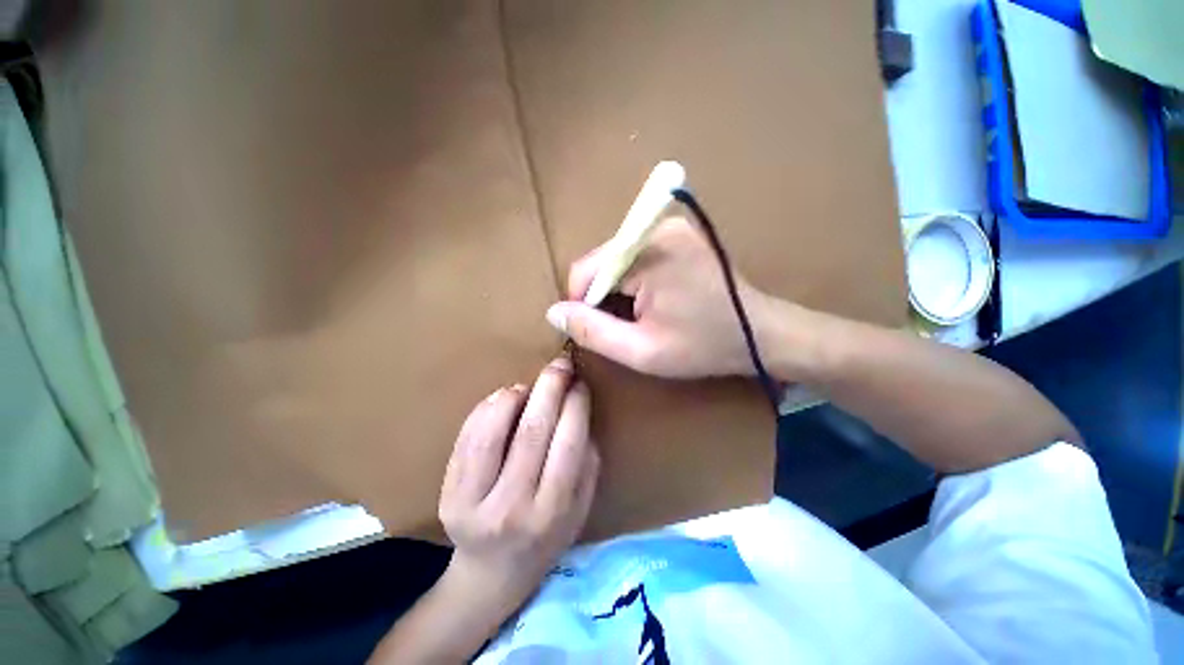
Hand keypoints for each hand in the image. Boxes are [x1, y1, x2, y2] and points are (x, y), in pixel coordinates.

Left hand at [437, 357, 598, 615]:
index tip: (580, 382)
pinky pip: (466, 438)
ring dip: (515, 395)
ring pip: (493, 431)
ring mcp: (473, 501)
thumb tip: (580, 412)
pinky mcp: (448, 494)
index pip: (568, 444)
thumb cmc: (546, 537)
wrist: (492, 574)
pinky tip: (503, 398)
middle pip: (533, 431)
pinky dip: (487, 409)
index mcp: (552, 512)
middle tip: (560, 365)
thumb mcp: (581, 509)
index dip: (576, 405)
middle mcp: (512, 508)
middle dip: (550, 387)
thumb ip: (587, 463)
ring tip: (529, 385)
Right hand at [545, 217, 774, 378]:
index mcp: (647, 253)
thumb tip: (553, 311)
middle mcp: (656, 228)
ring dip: (620, 290)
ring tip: (644, 315)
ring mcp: (671, 227)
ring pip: (618, 260)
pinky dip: (636, 280)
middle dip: (605, 297)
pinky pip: (637, 255)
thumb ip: (592, 331)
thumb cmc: (702, 347)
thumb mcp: (640, 351)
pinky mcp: (680, 233)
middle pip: (603, 262)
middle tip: (628, 326)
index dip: (583, 304)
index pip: (586, 270)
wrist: (761, 334)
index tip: (600, 330)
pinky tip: (656, 300)